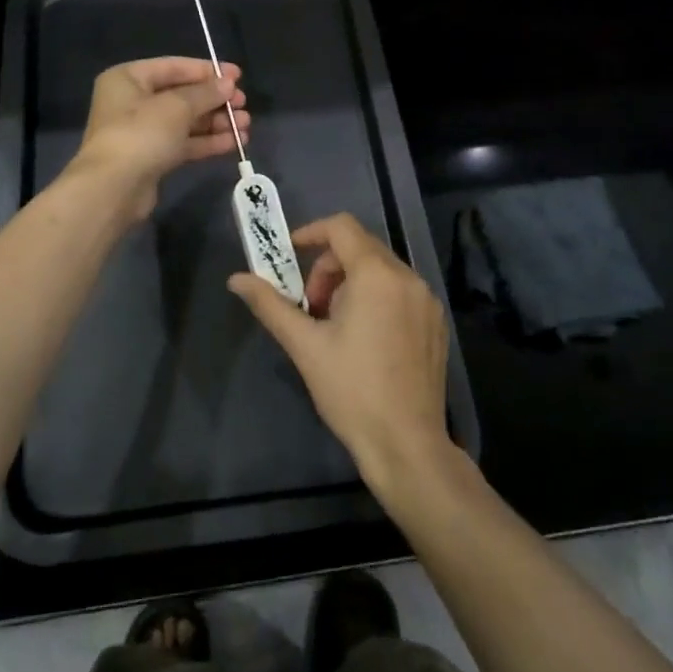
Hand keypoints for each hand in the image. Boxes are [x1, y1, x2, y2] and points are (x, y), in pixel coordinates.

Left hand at [73, 57, 250, 220]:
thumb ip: (205, 93)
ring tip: (245, 125)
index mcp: (128, 78)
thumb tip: (228, 84)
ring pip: (185, 121)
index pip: (174, 67)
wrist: (113, 189)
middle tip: (243, 104)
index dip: (207, 70)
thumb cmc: (141, 134)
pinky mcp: (151, 158)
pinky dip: (207, 141)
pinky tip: (234, 142)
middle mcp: (132, 101)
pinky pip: (183, 143)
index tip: (238, 76)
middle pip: (181, 95)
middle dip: (215, 100)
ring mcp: (141, 132)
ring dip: (215, 122)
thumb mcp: (177, 106)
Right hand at [228, 212, 453, 496]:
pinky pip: (400, 290)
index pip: (342, 227)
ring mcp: (427, 300)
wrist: (407, 444)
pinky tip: (364, 338)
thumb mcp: (304, 345)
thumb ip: (270, 304)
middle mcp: (408, 278)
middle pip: (361, 247)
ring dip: (351, 282)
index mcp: (376, 275)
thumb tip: (236, 279)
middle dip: (328, 267)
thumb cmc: (351, 391)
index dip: (311, 233)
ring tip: (334, 324)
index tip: (289, 256)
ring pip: (381, 269)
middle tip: (311, 306)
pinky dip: (376, 297)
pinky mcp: (436, 323)